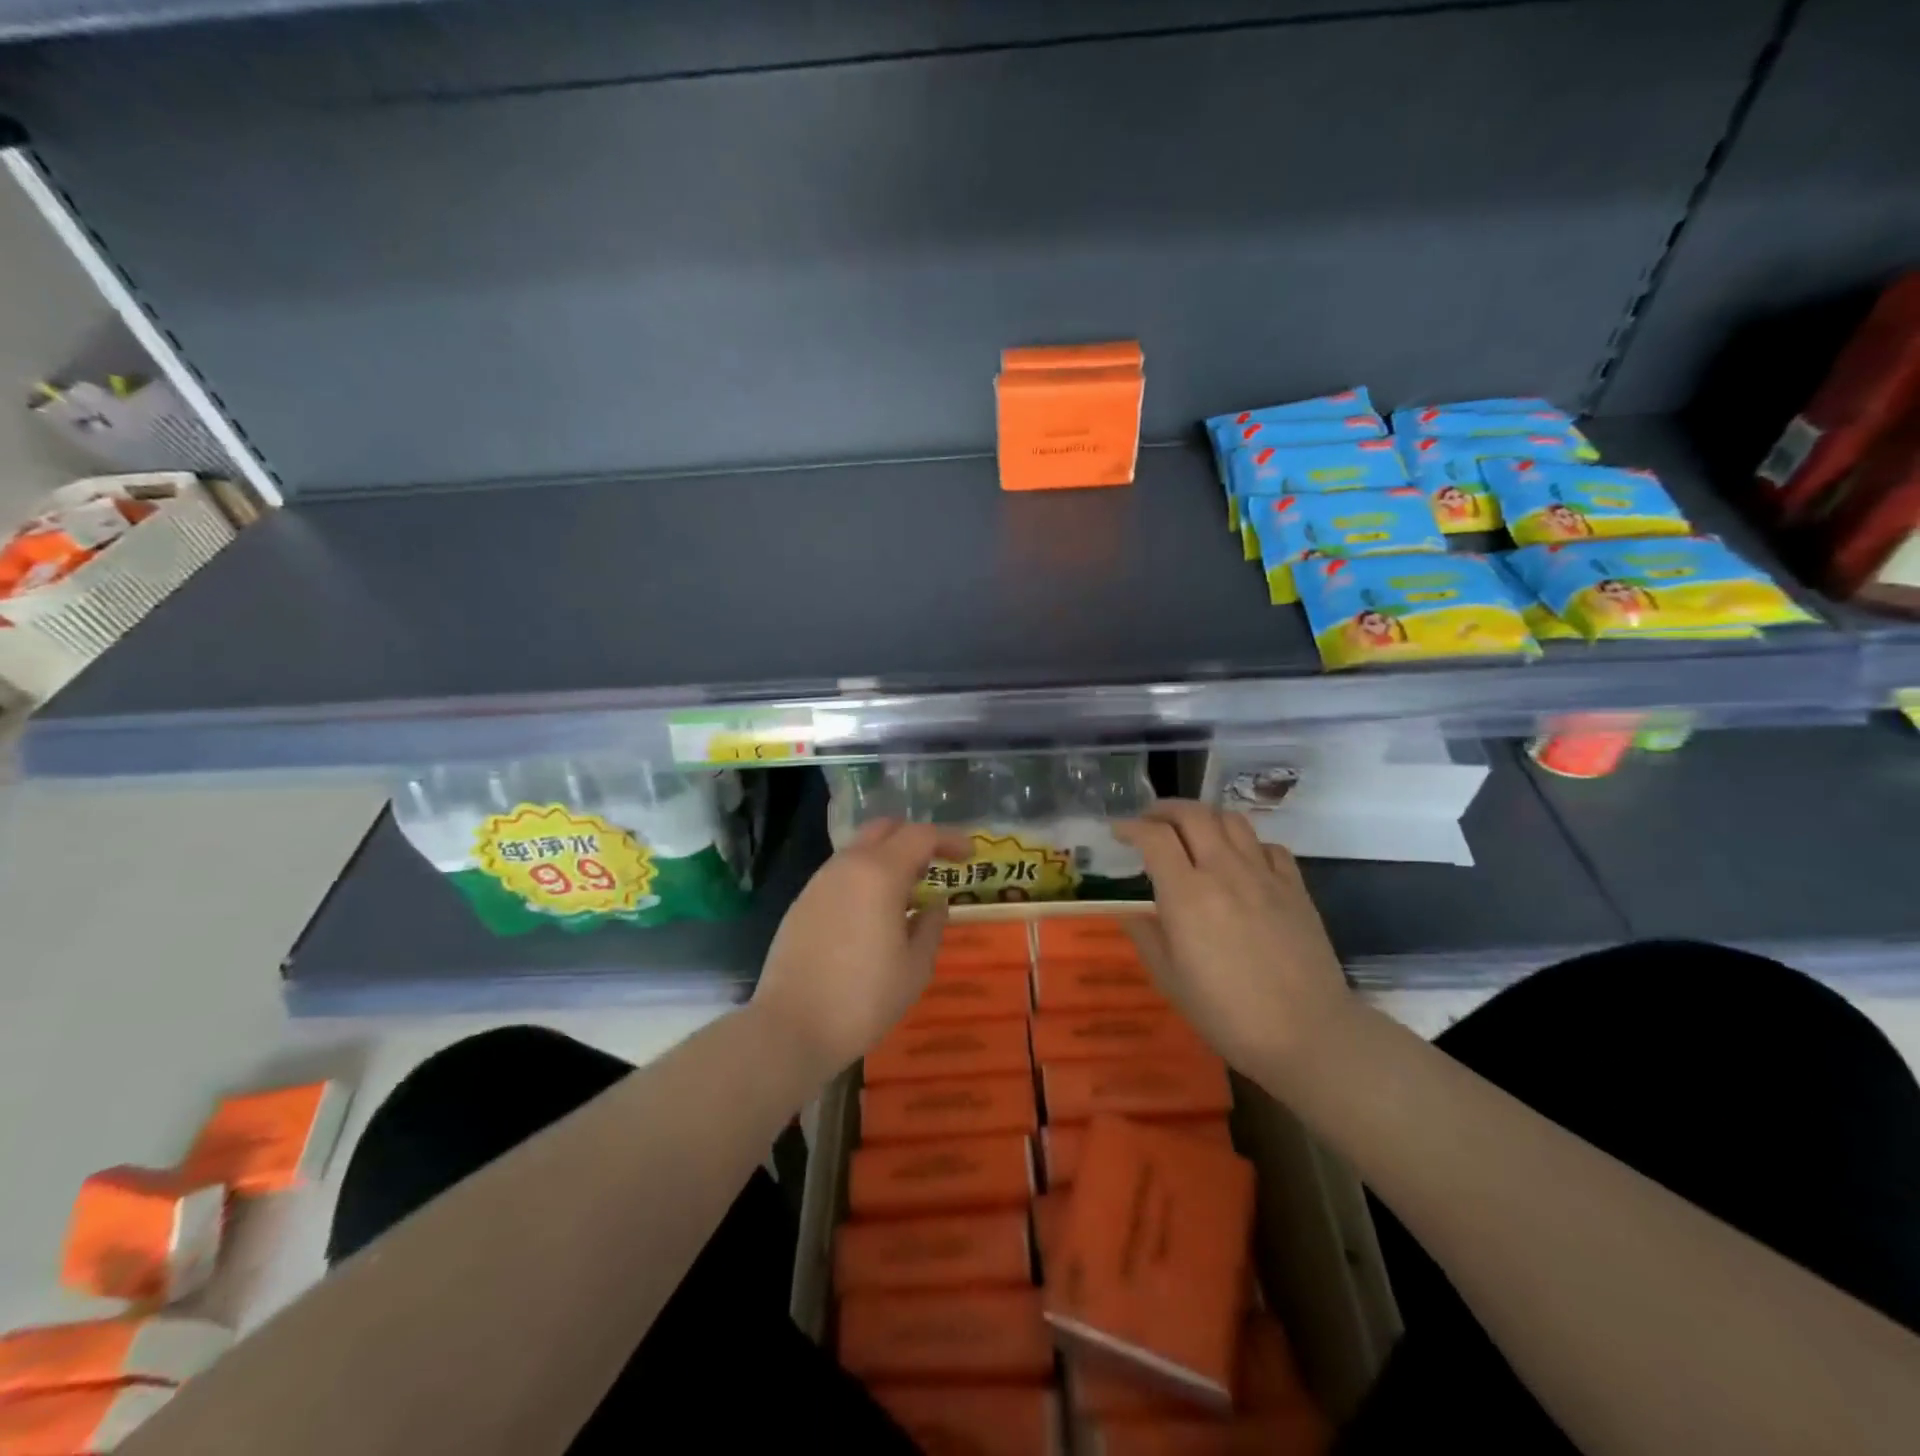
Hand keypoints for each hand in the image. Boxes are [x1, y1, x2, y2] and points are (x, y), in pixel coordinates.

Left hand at [751, 819, 970, 1078]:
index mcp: (880, 873)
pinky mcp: (802, 902)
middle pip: (885, 828)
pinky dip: (864, 878)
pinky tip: (873, 913)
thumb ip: (931, 926)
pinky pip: (841, 873)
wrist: (790, 1028)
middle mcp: (847, 865)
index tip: (969, 855)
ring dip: (887, 858)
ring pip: (859, 849)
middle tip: (935, 865)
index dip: (950, 839)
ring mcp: (819, 882)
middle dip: (914, 838)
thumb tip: (935, 903)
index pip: (921, 835)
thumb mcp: (915, 967)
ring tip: (906, 894)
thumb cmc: (864, 999)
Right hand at [1115, 800, 1353, 1078]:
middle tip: (1150, 821)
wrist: (1308, 1033)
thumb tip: (1130, 912)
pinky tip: (1241, 859)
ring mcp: (1264, 875)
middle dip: (1164, 809)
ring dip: (1205, 817)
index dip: (1131, 827)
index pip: (1154, 837)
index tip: (1118, 832)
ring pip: (1232, 820)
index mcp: (1187, 894)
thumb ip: (1146, 936)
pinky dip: (1247, 843)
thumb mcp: (1170, 980)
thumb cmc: (1227, 1013)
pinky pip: (1268, 846)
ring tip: (1192, 832)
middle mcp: (1224, 871)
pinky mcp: (1295, 887)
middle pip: (1193, 814)